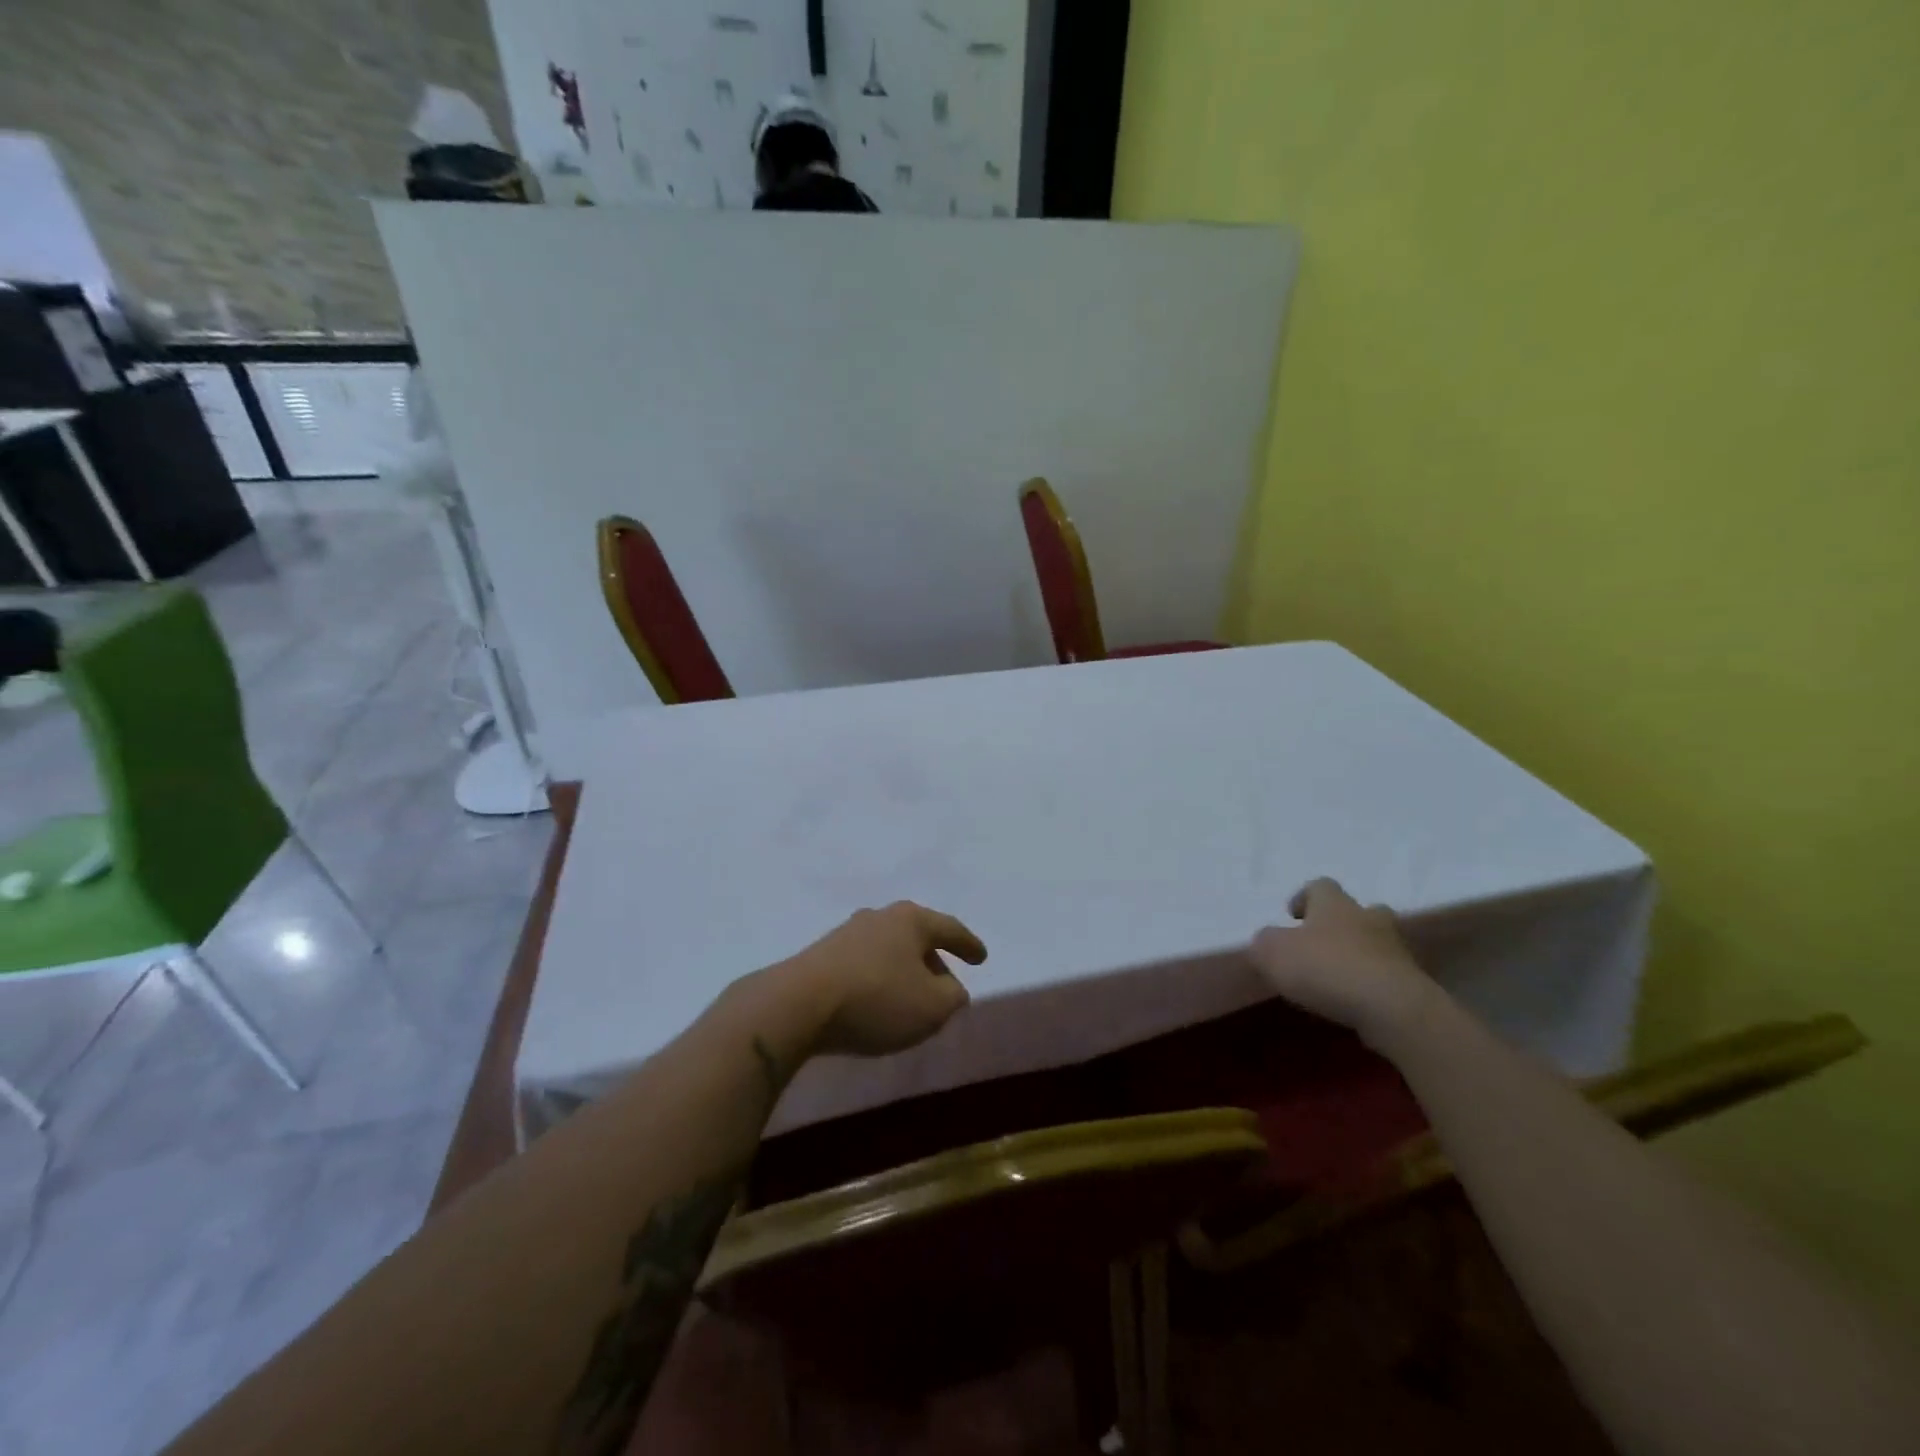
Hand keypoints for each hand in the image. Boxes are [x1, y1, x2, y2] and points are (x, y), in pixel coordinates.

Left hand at [783, 901, 986, 1056]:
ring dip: (903, 971)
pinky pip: (864, 965)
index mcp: (911, 920)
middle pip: (916, 936)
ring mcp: (846, 934)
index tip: (981, 958)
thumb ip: (953, 997)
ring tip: (910, 998)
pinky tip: (876, 1002)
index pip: (949, 928)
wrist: (798, 1004)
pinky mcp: (821, 956)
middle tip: (945, 984)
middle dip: (933, 959)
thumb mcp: (932, 1007)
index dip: (968, 945)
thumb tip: (951, 989)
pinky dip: (878, 980)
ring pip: (888, 950)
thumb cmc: (877, 999)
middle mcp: (879, 917)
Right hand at [1249, 878, 1439, 1047]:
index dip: (1304, 898)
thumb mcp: (1273, 953)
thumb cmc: (1326, 968)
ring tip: (1338, 977)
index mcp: (1334, 904)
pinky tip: (1355, 1001)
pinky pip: (1388, 975)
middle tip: (1322, 943)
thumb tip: (1267, 941)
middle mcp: (1368, 918)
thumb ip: (1264, 943)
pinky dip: (1373, 983)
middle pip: (1358, 910)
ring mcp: (1396, 950)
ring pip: (1376, 943)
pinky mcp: (1412, 983)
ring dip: (1360, 954)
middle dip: (1342, 923)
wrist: (1392, 1008)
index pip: (1320, 886)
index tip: (1292, 916)